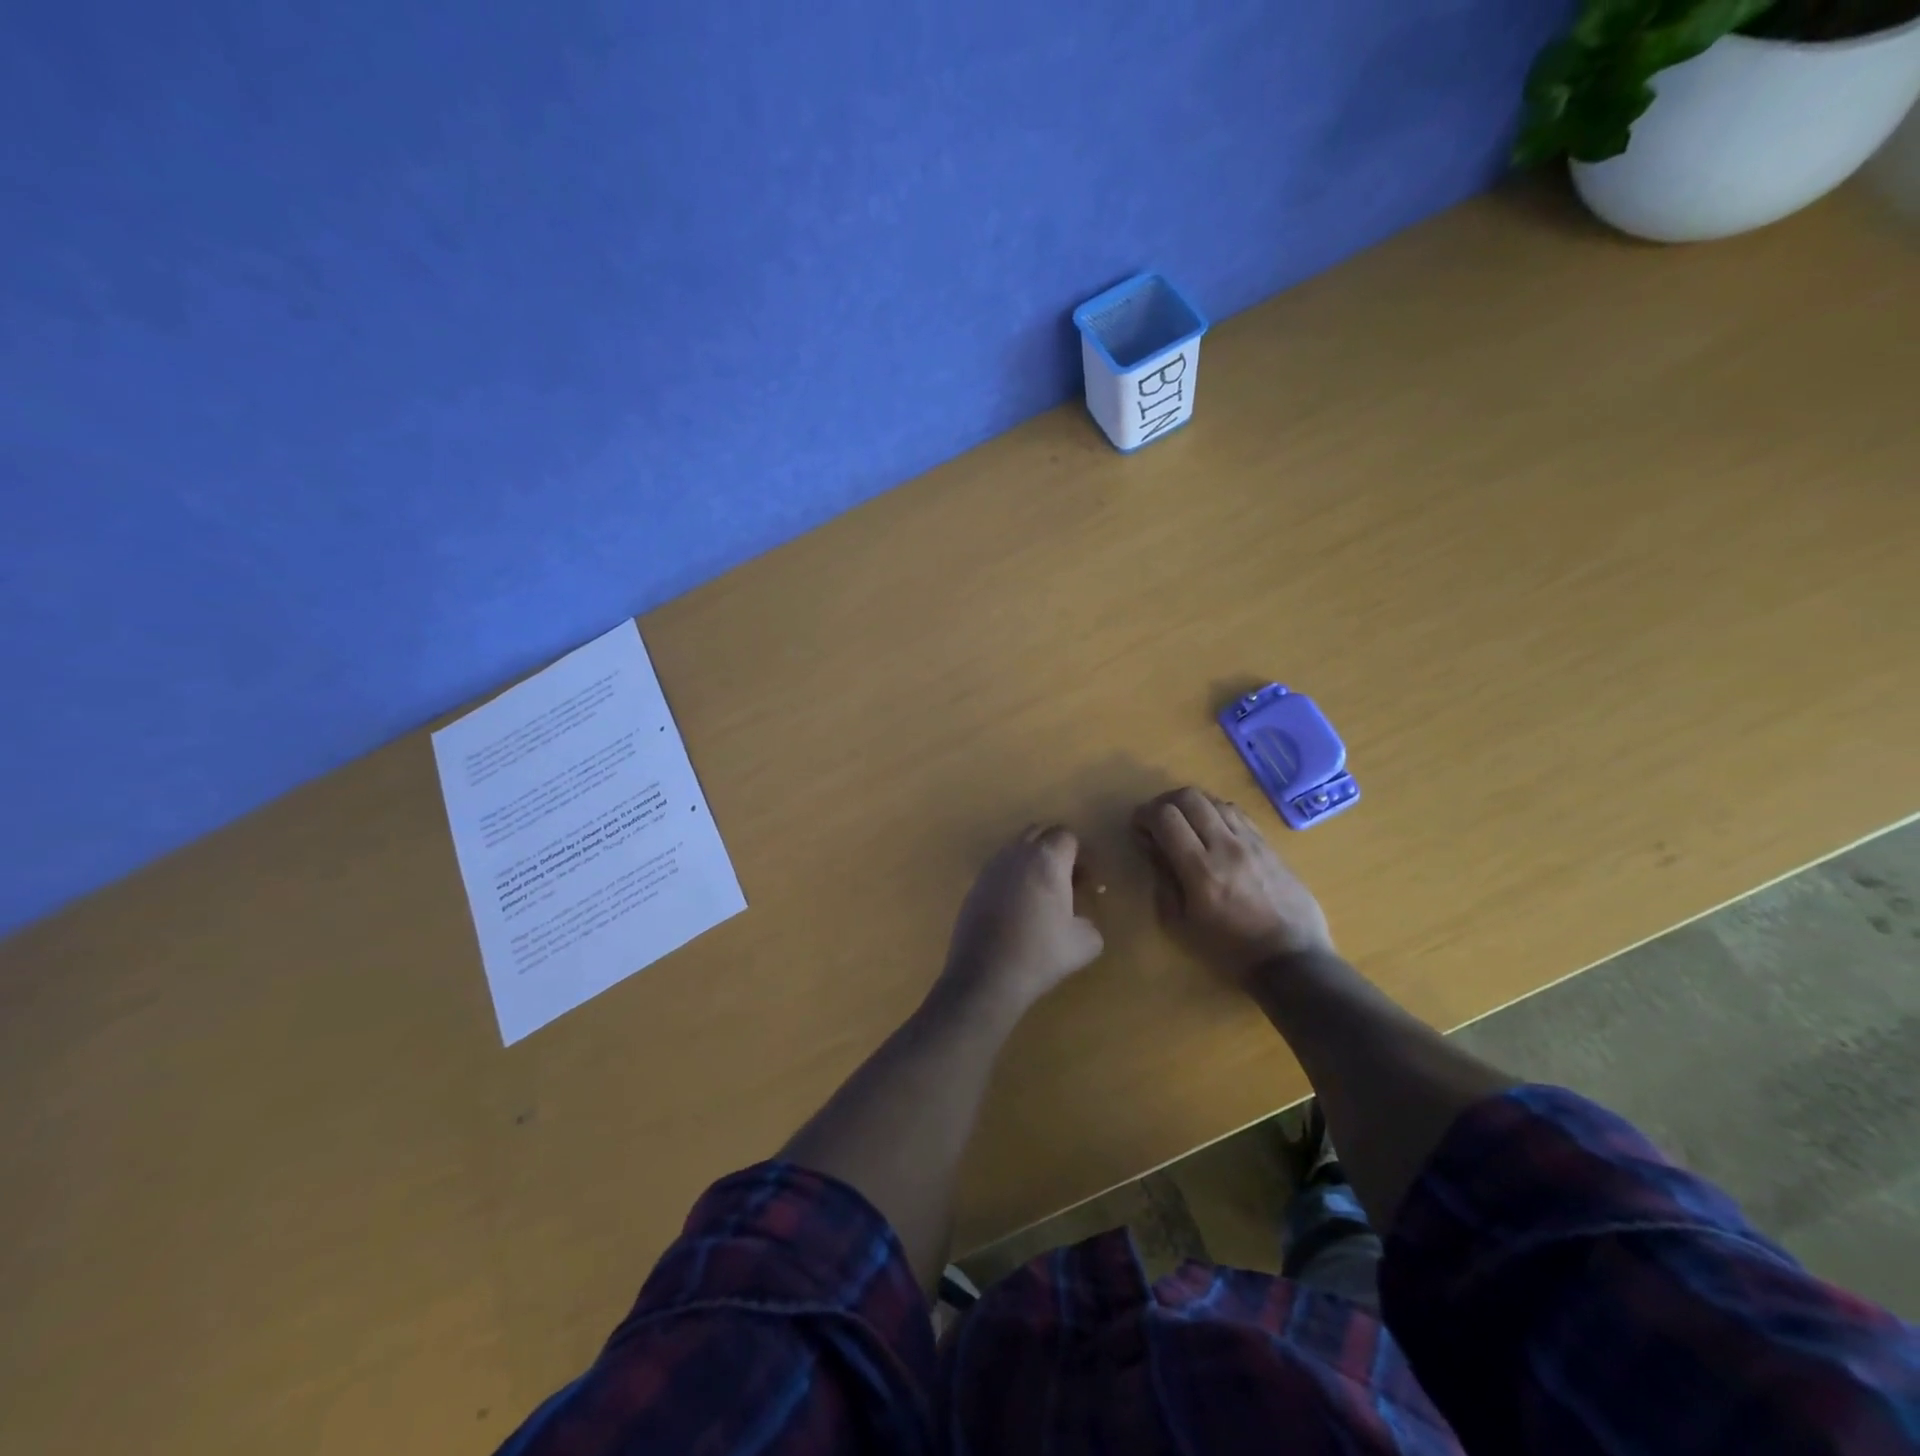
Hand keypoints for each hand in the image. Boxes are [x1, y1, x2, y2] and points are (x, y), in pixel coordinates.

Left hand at [936, 825, 1104, 1021]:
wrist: (986, 976)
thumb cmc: (1040, 954)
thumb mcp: (1085, 943)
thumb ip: (1090, 922)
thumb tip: (1081, 920)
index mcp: (1047, 859)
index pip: (1067, 836)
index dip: (1081, 856)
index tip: (1087, 882)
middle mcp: (1016, 853)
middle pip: (1040, 832)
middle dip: (1056, 849)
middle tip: (1068, 881)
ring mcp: (991, 867)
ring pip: (1016, 848)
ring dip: (1033, 861)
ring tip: (1042, 895)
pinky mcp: (974, 885)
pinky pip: (999, 867)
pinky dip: (1013, 876)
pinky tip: (1018, 908)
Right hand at [1131, 787, 1333, 981]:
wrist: (1291, 958)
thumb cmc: (1229, 949)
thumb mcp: (1182, 924)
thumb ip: (1164, 880)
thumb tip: (1152, 848)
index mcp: (1200, 870)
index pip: (1166, 817)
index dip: (1145, 815)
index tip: (1138, 827)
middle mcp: (1226, 846)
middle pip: (1190, 797)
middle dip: (1165, 802)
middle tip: (1158, 821)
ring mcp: (1251, 842)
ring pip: (1215, 800)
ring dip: (1192, 805)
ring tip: (1185, 824)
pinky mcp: (1268, 844)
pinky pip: (1237, 813)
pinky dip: (1216, 813)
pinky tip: (1213, 831)